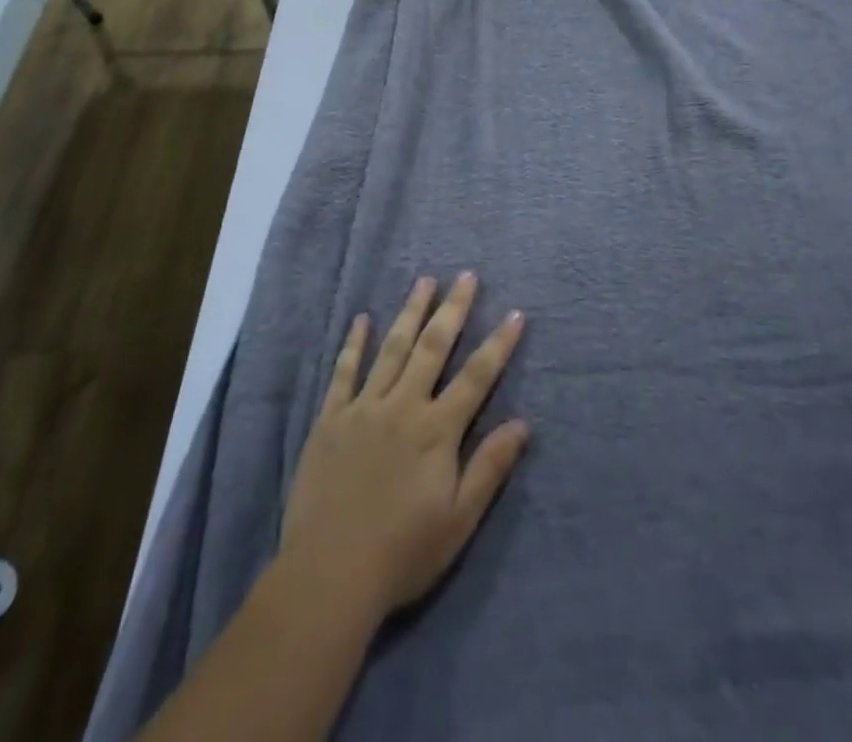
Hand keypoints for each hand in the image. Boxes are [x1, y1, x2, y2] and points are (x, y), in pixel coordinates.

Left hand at [280, 273, 528, 622]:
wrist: (329, 574)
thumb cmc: (402, 553)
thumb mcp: (459, 520)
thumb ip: (489, 467)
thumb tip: (523, 423)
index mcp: (437, 430)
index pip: (476, 377)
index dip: (498, 345)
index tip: (516, 314)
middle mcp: (403, 406)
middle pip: (433, 347)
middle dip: (453, 309)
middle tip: (466, 276)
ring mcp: (364, 408)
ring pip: (392, 349)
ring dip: (410, 312)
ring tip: (424, 280)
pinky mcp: (331, 419)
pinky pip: (344, 372)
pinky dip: (354, 344)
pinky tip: (361, 319)